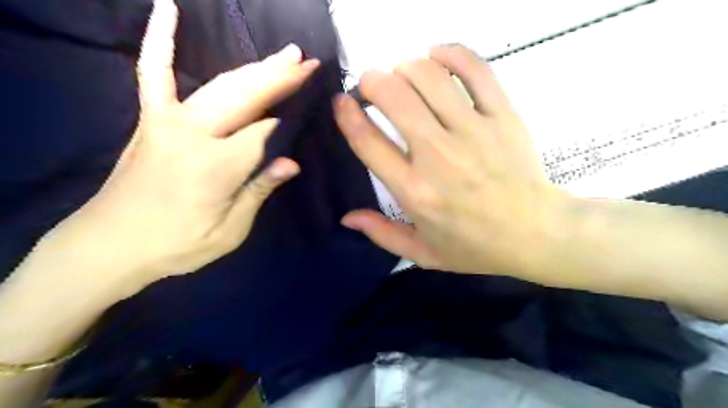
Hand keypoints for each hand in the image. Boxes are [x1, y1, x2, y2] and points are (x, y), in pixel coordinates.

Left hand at [34, 1, 318, 289]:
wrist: (108, 245)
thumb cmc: (176, 245)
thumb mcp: (229, 231)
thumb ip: (258, 191)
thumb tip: (291, 163)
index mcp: (217, 166)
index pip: (264, 134)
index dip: (288, 124)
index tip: (311, 109)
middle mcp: (194, 134)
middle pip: (247, 98)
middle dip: (281, 78)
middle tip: (309, 62)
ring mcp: (168, 121)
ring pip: (221, 86)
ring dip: (256, 67)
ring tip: (286, 54)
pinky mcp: (150, 120)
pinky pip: (153, 72)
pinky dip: (161, 40)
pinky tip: (167, 8)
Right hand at [334, 46, 567, 278]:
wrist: (536, 234)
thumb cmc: (475, 247)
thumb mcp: (422, 253)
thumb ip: (381, 234)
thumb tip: (346, 217)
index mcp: (414, 191)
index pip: (368, 142)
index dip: (347, 115)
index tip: (342, 102)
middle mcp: (438, 156)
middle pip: (395, 98)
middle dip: (373, 81)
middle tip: (371, 84)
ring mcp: (473, 132)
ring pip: (429, 78)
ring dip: (405, 67)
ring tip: (401, 72)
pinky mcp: (503, 117)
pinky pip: (475, 71)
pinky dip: (452, 54)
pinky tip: (437, 55)